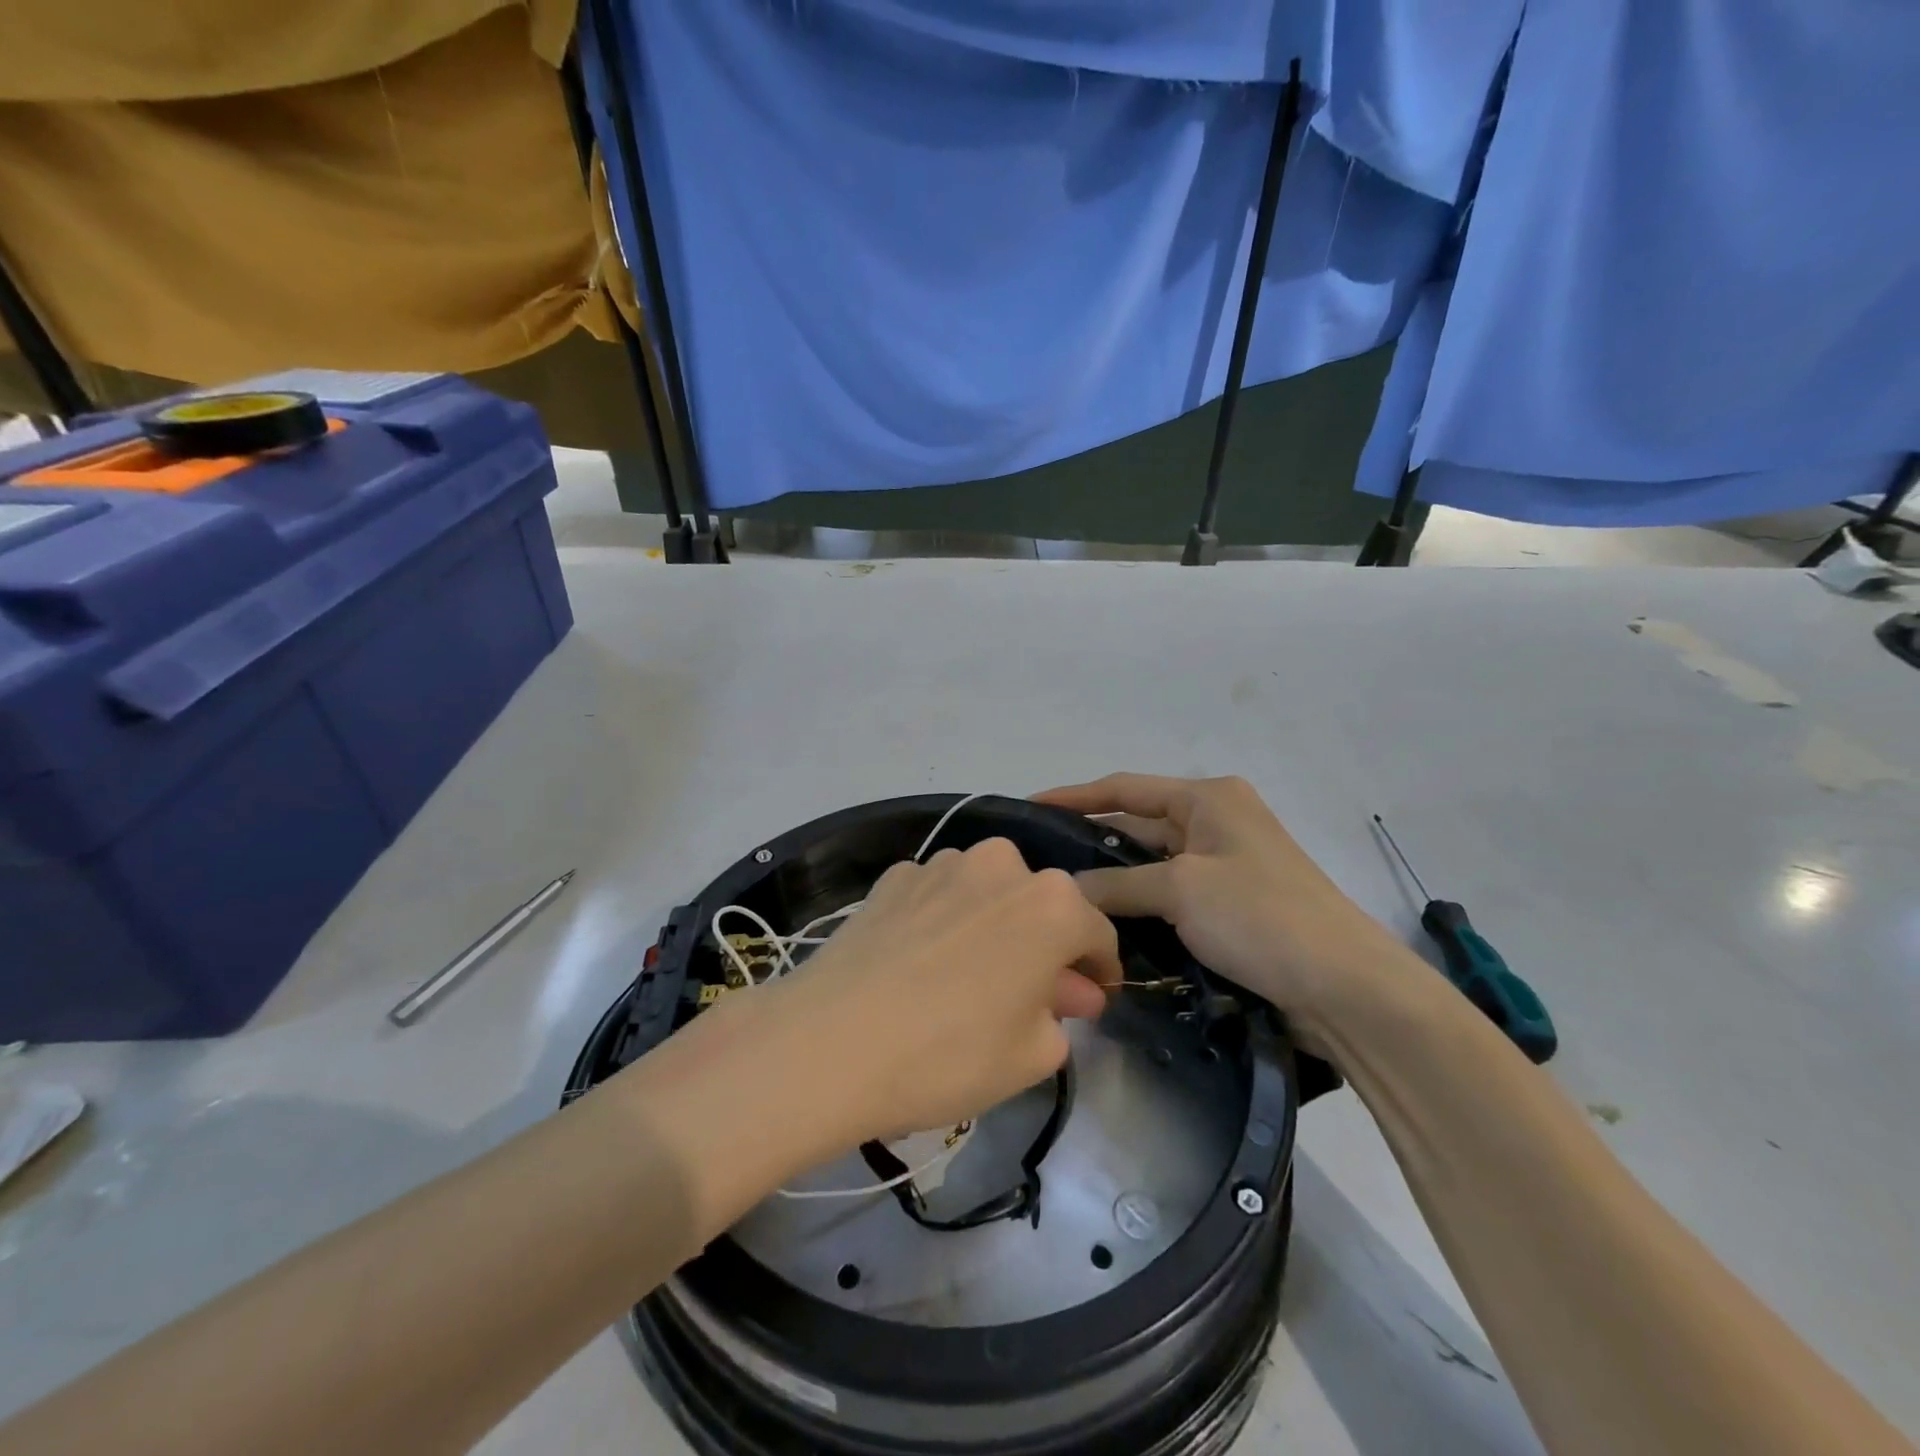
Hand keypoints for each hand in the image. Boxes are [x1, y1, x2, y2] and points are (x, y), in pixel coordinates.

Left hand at [760, 837, 1118, 1144]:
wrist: (830, 1042)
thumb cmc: (950, 1054)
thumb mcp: (1031, 1056)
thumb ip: (1062, 1015)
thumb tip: (1067, 991)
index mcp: (1052, 904)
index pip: (1097, 932)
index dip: (1099, 969)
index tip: (1092, 997)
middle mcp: (1001, 866)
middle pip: (1040, 905)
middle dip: (1044, 945)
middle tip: (1030, 994)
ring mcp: (941, 864)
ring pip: (987, 893)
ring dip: (992, 925)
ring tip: (969, 976)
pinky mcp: (893, 876)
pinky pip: (937, 895)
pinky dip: (942, 920)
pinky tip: (921, 961)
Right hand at [1035, 774, 1407, 1033]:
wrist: (1345, 987)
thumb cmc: (1261, 916)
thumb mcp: (1181, 890)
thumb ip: (1117, 885)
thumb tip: (1065, 892)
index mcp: (1208, 798)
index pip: (1125, 788)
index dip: (1075, 796)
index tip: (1029, 806)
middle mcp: (1215, 821)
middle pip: (1137, 824)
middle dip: (1090, 840)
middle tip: (1037, 861)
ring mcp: (1223, 864)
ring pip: (1151, 863)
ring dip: (1112, 878)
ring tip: (1058, 891)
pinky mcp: (1229, 903)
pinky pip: (1169, 893)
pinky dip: (1138, 903)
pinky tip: (1103, 919)